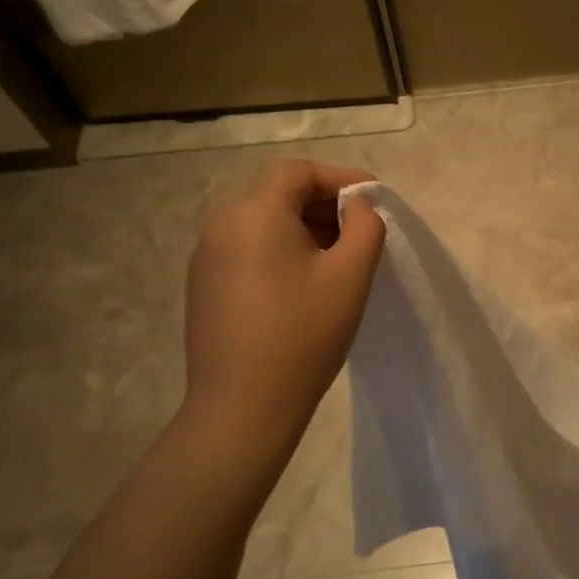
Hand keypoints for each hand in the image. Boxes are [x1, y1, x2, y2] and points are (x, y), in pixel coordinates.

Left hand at [181, 160, 385, 448]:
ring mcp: (206, 257)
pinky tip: (304, 285)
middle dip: (325, 205)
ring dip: (304, 229)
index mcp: (254, 212)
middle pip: (279, 194)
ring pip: (263, 223)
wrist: (242, 407)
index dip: (342, 178)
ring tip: (338, 260)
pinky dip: (281, 251)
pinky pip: (248, 249)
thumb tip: (356, 207)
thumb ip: (365, 226)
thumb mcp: (351, 274)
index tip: (374, 200)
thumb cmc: (304, 333)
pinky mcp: (204, 286)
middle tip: (361, 233)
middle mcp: (222, 224)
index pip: (300, 172)